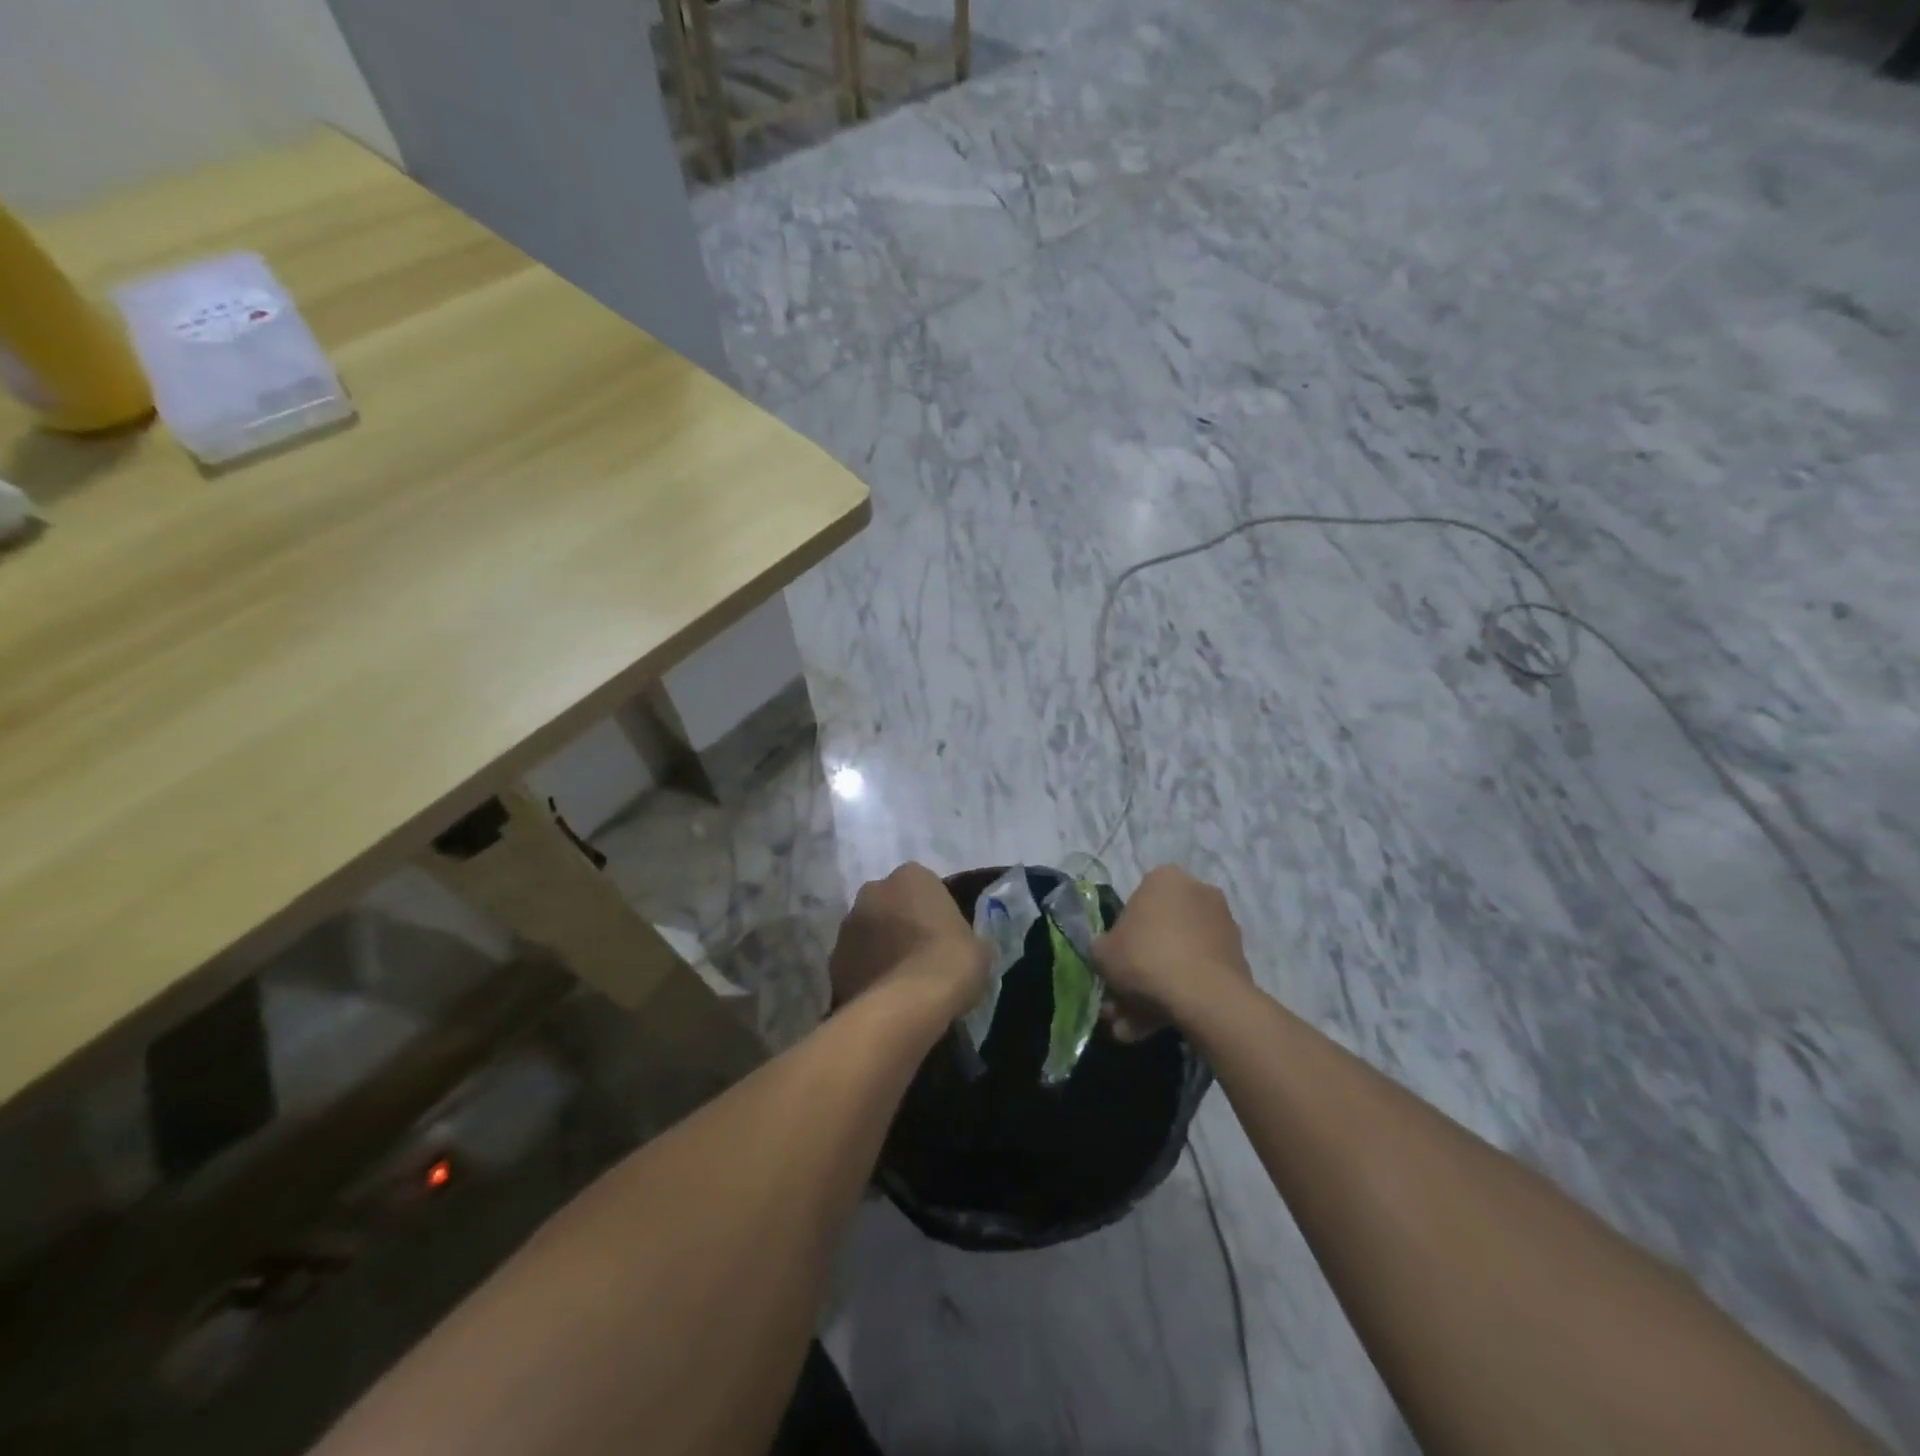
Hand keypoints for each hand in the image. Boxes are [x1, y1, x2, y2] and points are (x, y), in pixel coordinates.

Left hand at [829, 863, 987, 1011]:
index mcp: (910, 876)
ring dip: (879, 949)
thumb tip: (967, 949)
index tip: (943, 936)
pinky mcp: (832, 961)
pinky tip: (883, 997)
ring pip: (867, 933)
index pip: (922, 885)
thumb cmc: (950, 962)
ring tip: (899, 981)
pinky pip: (854, 963)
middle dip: (899, 924)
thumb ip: (968, 938)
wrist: (907, 1004)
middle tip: (920, 954)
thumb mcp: (979, 948)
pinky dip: (865, 975)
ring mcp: (847, 926)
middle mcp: (872, 891)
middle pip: (888, 904)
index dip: (933, 911)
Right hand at [1093, 866, 1252, 1039]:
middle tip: (1122, 1002)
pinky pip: (1199, 974)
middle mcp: (1198, 892)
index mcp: (1164, 879)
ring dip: (1157, 988)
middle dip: (1139, 970)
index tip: (1116, 964)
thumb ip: (1102, 949)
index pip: (1135, 904)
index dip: (1121, 937)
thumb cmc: (1145, 959)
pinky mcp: (1238, 957)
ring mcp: (1222, 925)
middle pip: (1159, 933)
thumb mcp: (1102, 953)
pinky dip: (1181, 996)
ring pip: (1179, 957)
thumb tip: (1108, 954)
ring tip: (1136, 1026)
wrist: (1204, 996)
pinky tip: (1159, 1026)